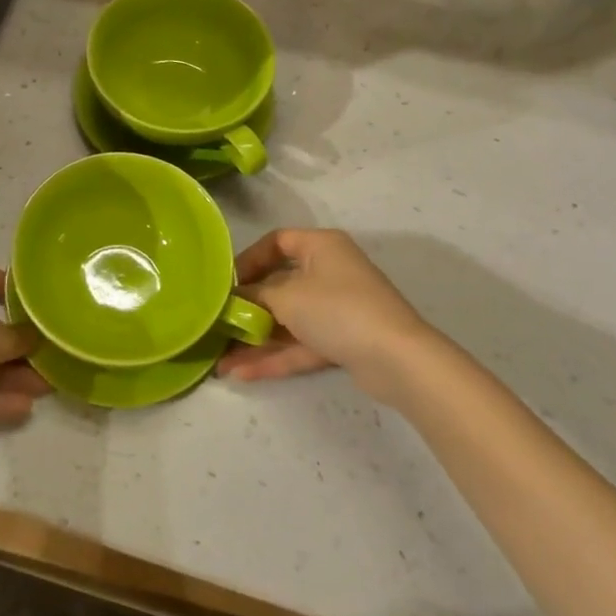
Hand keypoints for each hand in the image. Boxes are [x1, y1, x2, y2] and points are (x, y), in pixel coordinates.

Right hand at [216, 229, 432, 399]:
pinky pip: (301, 344)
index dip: (248, 259)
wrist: (397, 359)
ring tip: (221, 360)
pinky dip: (275, 356)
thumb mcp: (286, 297)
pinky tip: (242, 373)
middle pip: (279, 285)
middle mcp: (329, 272)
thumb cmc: (337, 309)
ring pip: (288, 320)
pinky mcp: (342, 341)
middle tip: (218, 323)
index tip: (226, 282)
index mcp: (320, 246)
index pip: (277, 242)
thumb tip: (233, 298)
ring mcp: (337, 309)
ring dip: (256, 339)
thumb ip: (255, 295)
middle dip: (247, 308)